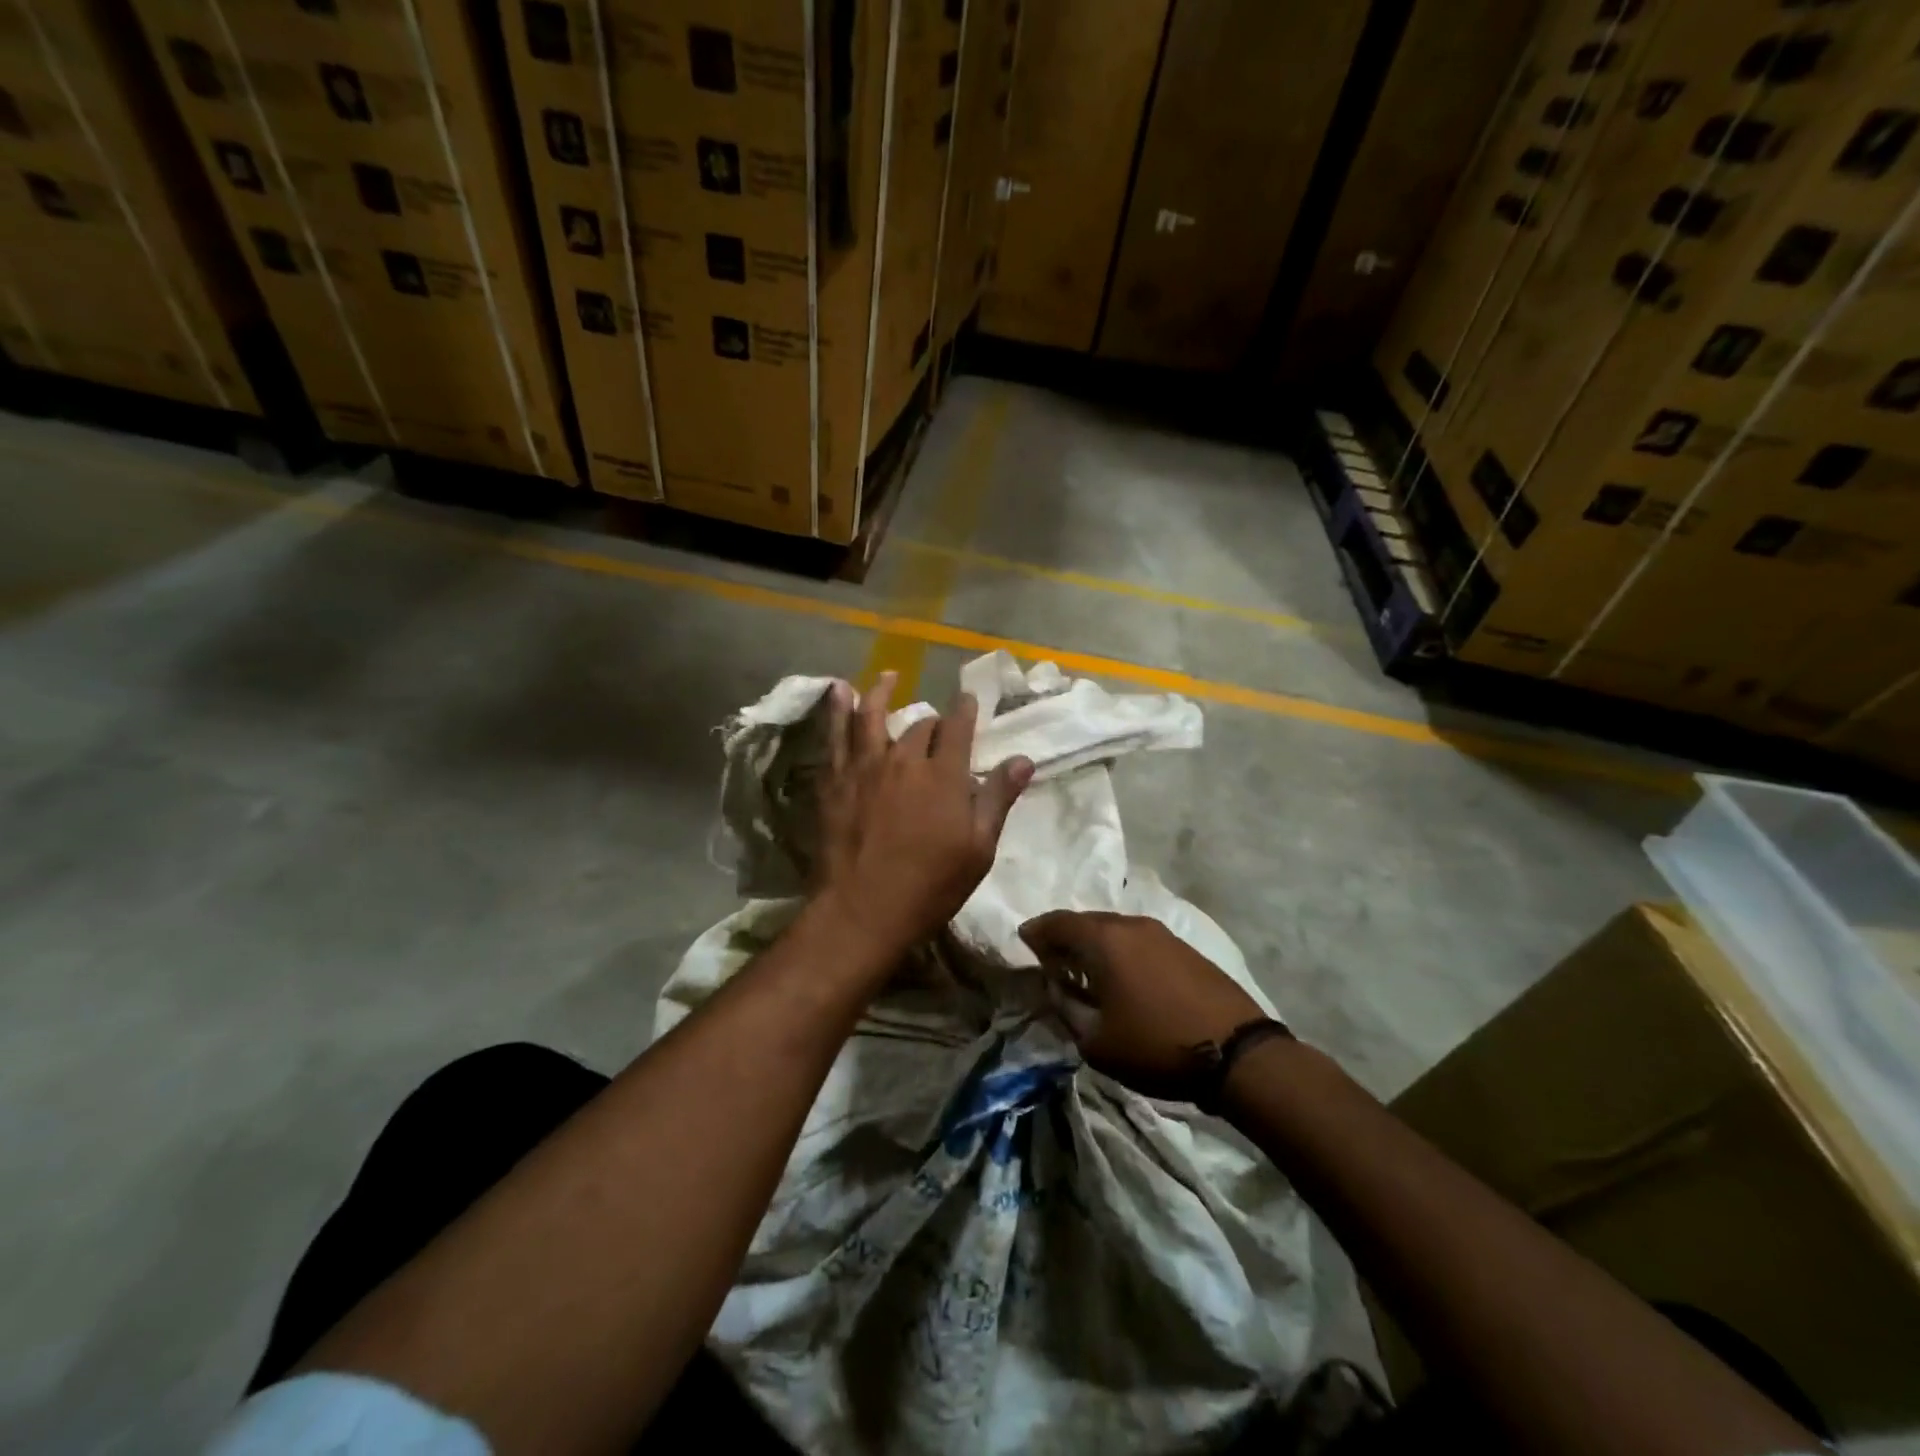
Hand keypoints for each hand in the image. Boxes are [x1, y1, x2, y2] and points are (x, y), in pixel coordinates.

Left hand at [814, 672, 1032, 966]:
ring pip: (872, 717)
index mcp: (945, 775)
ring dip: (880, 693)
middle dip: (932, 722)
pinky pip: (834, 736)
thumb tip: (1023, 759)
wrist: (863, 911)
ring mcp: (865, 768)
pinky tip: (836, 692)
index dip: (966, 709)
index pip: (959, 728)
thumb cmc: (931, 886)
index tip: (968, 698)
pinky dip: (836, 710)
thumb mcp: (978, 849)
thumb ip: (998, 799)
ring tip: (886, 677)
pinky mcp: (835, 781)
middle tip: (937, 727)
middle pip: (921, 727)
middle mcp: (905, 760)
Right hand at [1018, 910, 1262, 1099]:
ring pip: (1115, 929)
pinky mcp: (1184, 948)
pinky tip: (1122, 975)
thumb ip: (1067, 1008)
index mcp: (1104, 940)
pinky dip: (1120, 951)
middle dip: (1065, 936)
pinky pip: (1138, 940)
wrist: (1237, 1053)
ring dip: (1094, 944)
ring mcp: (1162, 934)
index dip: (1037, 931)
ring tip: (1085, 968)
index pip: (1058, 922)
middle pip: (1087, 921)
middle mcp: (1131, 925)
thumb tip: (1056, 987)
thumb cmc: (1155, 1045)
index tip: (1024, 942)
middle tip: (1051, 957)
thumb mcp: (1096, 1041)